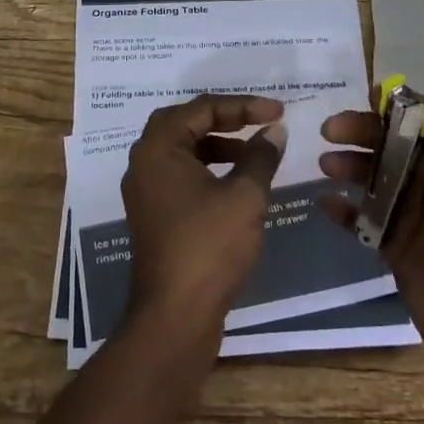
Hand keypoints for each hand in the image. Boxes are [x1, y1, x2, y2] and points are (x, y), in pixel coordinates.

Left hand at [122, 94, 287, 344]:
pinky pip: (182, 175)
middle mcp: (144, 163)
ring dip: (218, 144)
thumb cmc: (209, 247)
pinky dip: (209, 169)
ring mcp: (147, 191)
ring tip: (253, 153)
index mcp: (158, 148)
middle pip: (185, 123)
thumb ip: (261, 157)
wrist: (175, 317)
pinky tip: (237, 183)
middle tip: (258, 122)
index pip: (201, 108)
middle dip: (225, 119)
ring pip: (183, 150)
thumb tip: (275, 131)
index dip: (243, 106)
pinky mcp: (155, 215)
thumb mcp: (245, 196)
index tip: (278, 111)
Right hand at [318, 78, 423, 397]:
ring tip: (326, 166)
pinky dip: (345, 212)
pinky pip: (365, 222)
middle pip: (390, 148)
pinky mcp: (397, 249)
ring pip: (373, 181)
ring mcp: (413, 217)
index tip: (366, 96)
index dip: (394, 108)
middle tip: (330, 131)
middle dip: (360, 135)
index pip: (421, 123)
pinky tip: (326, 204)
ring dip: (349, 168)